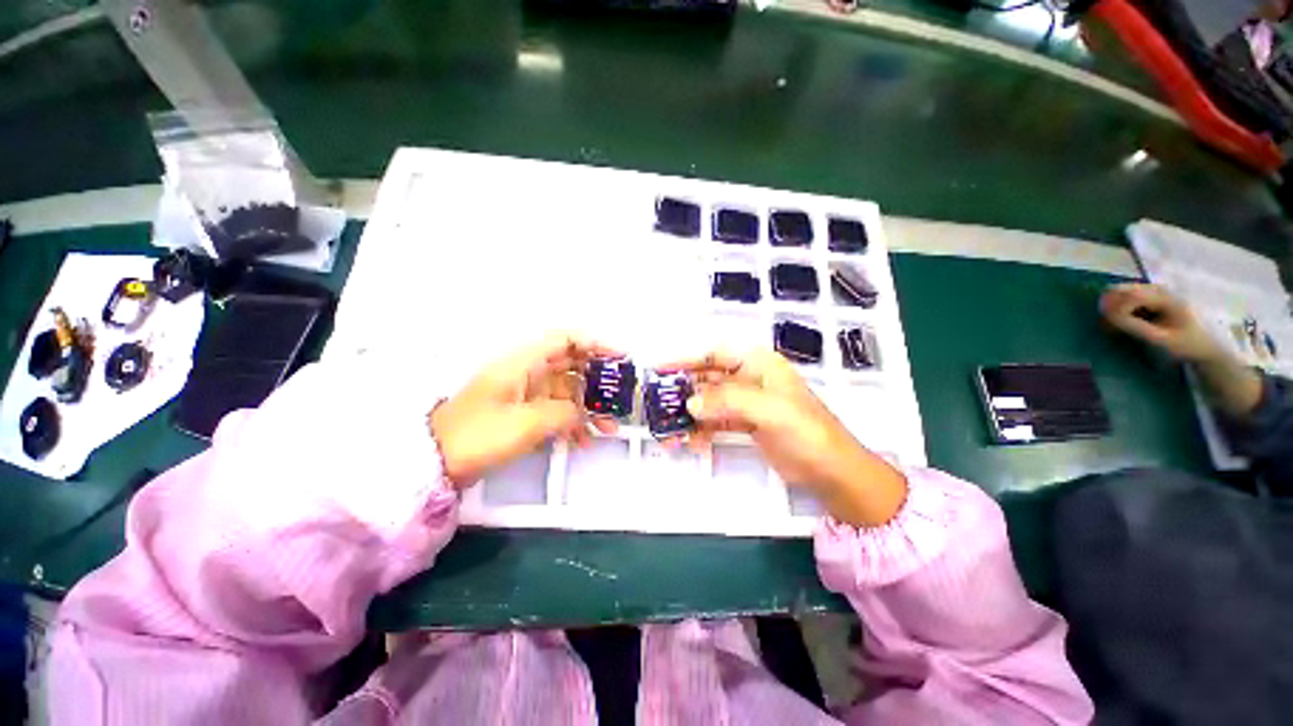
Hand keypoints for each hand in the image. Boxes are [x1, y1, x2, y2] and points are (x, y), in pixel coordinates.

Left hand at [430, 334, 619, 487]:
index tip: (619, 357)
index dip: (594, 343)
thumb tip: (585, 414)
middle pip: (571, 366)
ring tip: (609, 428)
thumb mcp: (526, 423)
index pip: (565, 340)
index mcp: (524, 363)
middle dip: (598, 380)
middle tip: (621, 395)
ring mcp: (527, 395)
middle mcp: (528, 373)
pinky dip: (572, 424)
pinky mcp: (524, 414)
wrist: (436, 463)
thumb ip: (564, 413)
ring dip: (589, 408)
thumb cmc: (479, 435)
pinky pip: (556, 412)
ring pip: (567, 393)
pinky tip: (584, 441)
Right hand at [666, 349, 906, 526]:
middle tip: (659, 404)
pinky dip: (702, 430)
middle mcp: (750, 379)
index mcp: (758, 364)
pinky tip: (692, 442)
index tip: (661, 370)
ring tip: (671, 430)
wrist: (832, 471)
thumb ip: (727, 401)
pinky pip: (716, 422)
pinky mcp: (746, 424)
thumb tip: (690, 403)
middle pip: (708, 378)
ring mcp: (747, 403)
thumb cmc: (807, 432)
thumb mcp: (768, 410)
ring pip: (709, 402)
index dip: (686, 359)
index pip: (714, 354)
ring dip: (690, 415)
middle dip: (684, 391)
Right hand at [1100, 283, 1222, 362]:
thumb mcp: (1161, 339)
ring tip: (1112, 324)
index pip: (1132, 295)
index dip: (1115, 308)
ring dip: (1116, 305)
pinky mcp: (1158, 298)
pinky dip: (1124, 306)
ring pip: (1128, 291)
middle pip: (1127, 289)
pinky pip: (1134, 296)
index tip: (1106, 325)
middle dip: (1111, 304)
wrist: (1209, 345)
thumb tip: (1107, 316)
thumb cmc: (1186, 344)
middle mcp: (1162, 290)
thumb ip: (1134, 327)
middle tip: (1104, 323)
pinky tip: (1123, 320)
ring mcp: (1161, 292)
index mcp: (1166, 298)